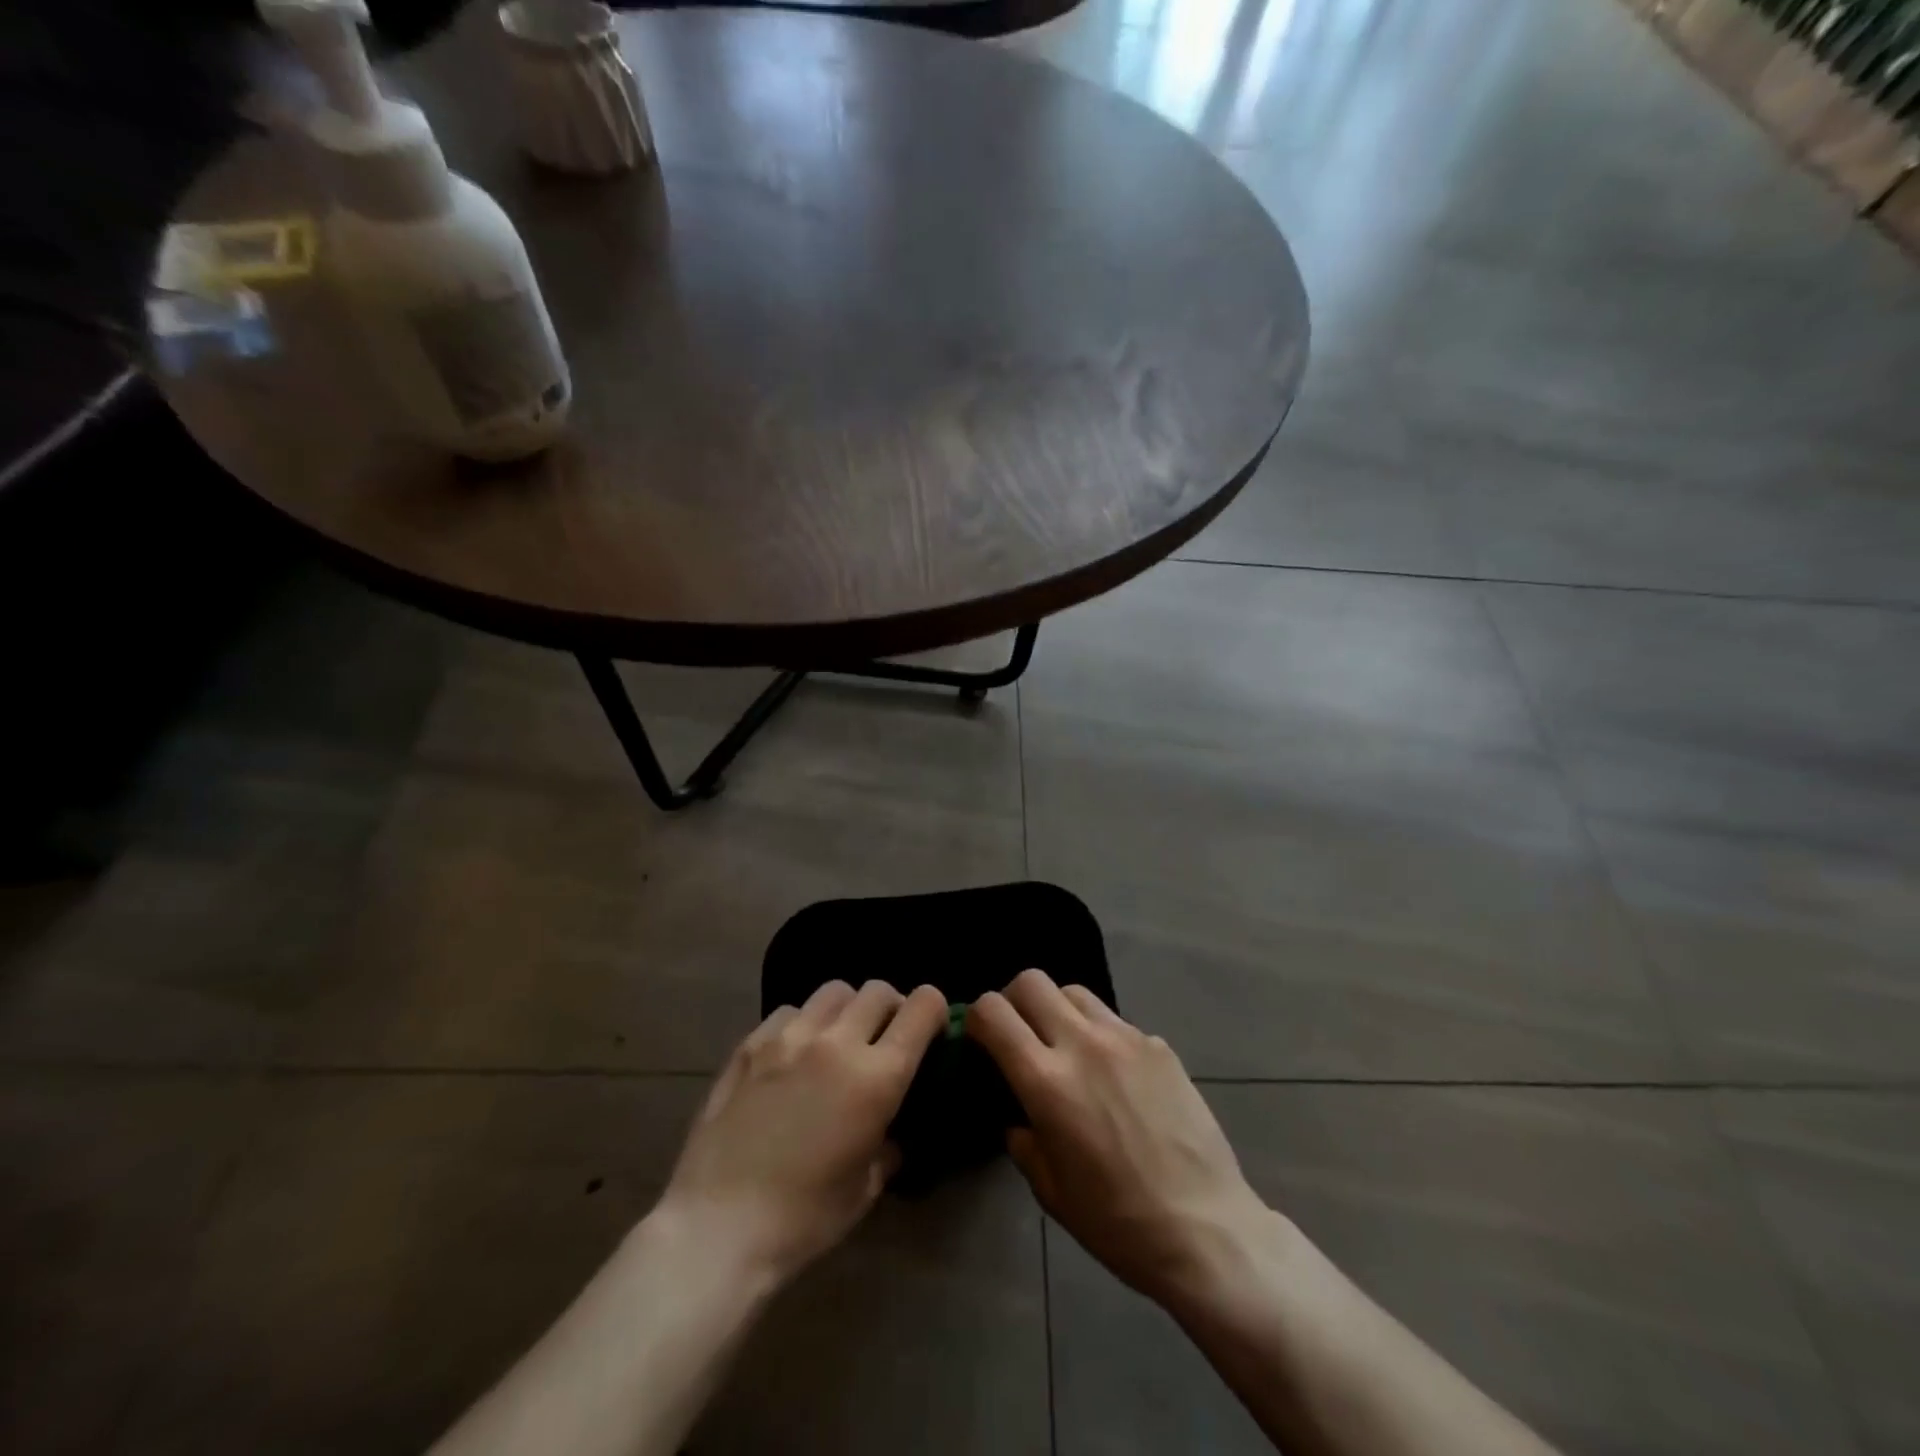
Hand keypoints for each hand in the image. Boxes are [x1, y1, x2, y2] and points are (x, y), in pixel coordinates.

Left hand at [656, 980, 947, 1284]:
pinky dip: (802, 1023)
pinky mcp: (750, 1044)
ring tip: (837, 1039)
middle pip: (878, 990)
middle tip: (884, 1037)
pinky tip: (792, 1054)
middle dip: (891, 1007)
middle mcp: (837, 1042)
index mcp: (877, 1076)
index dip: (934, 1010)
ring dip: (847, 1009)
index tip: (932, 1028)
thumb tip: (890, 1131)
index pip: (921, 1007)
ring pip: (834, 991)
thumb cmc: (804, 1219)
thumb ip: (888, 1145)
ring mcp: (789, 1037)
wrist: (718, 1228)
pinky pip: (789, 1011)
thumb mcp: (866, 1188)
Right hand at [969, 969, 1273, 1307]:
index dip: (978, 1018)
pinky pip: (1116, 1022)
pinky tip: (1116, 1077)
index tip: (981, 1040)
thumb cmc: (1118, 1221)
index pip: (993, 1012)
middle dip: (1015, 1000)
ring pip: (1075, 991)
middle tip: (1020, 1034)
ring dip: (1059, 1010)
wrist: (1206, 1228)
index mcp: (1047, 1081)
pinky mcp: (1159, 1046)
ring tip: (1067, 1047)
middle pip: (1032, 981)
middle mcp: (1083, 1044)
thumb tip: (1019, 1116)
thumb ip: (1024, 1140)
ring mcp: (1126, 1039)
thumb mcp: (1051, 1191)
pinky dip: (1102, 1036)